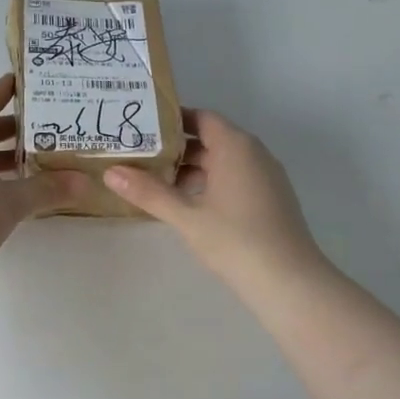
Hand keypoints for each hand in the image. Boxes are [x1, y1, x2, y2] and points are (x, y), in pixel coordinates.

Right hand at [105, 109, 326, 288]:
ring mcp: (266, 177)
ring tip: (156, 183)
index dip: (171, 120)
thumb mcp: (186, 216)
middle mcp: (254, 153)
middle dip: (176, 149)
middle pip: (211, 139)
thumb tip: (111, 172)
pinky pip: (235, 179)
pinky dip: (210, 184)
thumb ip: (148, 192)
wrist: (288, 280)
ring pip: (223, 162)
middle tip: (140, 158)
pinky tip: (188, 205)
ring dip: (192, 170)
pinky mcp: (271, 199)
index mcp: (236, 146)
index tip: (142, 129)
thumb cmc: (235, 240)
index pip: (200, 118)